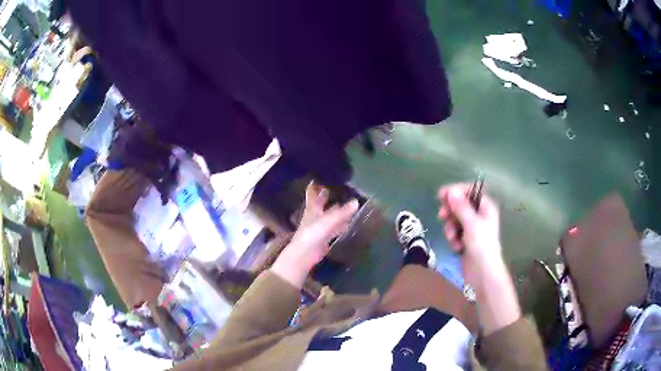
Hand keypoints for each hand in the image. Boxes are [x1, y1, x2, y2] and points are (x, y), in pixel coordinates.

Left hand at [272, 182, 358, 287]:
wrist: (305, 254)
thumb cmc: (313, 234)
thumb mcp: (328, 221)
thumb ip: (342, 212)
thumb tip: (356, 202)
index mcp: (312, 208)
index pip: (312, 192)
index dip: (315, 183)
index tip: (322, 174)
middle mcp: (315, 215)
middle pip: (321, 202)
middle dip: (327, 194)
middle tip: (338, 185)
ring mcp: (319, 226)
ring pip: (329, 214)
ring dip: (336, 209)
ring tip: (348, 201)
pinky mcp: (324, 237)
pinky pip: (334, 227)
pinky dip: (341, 223)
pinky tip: (348, 222)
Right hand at [438, 183, 521, 334]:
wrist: (482, 273)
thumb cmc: (481, 245)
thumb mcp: (471, 223)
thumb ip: (461, 206)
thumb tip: (451, 191)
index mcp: (485, 207)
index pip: (470, 191)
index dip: (456, 191)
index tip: (441, 195)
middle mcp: (480, 215)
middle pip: (461, 205)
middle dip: (451, 211)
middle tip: (442, 215)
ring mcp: (473, 228)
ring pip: (455, 219)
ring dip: (451, 228)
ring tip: (453, 238)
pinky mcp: (466, 240)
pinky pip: (455, 232)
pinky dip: (453, 238)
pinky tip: (456, 247)